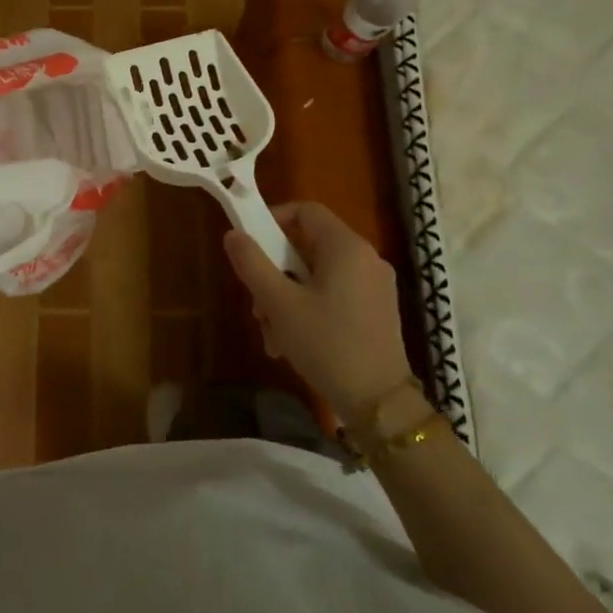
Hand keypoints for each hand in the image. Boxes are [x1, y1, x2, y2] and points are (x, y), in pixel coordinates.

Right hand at [222, 202, 420, 419]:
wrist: (379, 402)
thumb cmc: (326, 343)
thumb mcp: (279, 303)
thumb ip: (252, 263)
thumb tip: (233, 234)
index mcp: (346, 247)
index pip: (305, 210)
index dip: (273, 219)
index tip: (249, 244)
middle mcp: (366, 258)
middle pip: (309, 248)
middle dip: (275, 273)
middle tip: (257, 305)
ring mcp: (376, 286)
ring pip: (319, 276)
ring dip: (288, 298)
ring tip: (273, 336)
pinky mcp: (378, 311)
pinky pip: (335, 295)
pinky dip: (311, 310)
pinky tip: (294, 345)